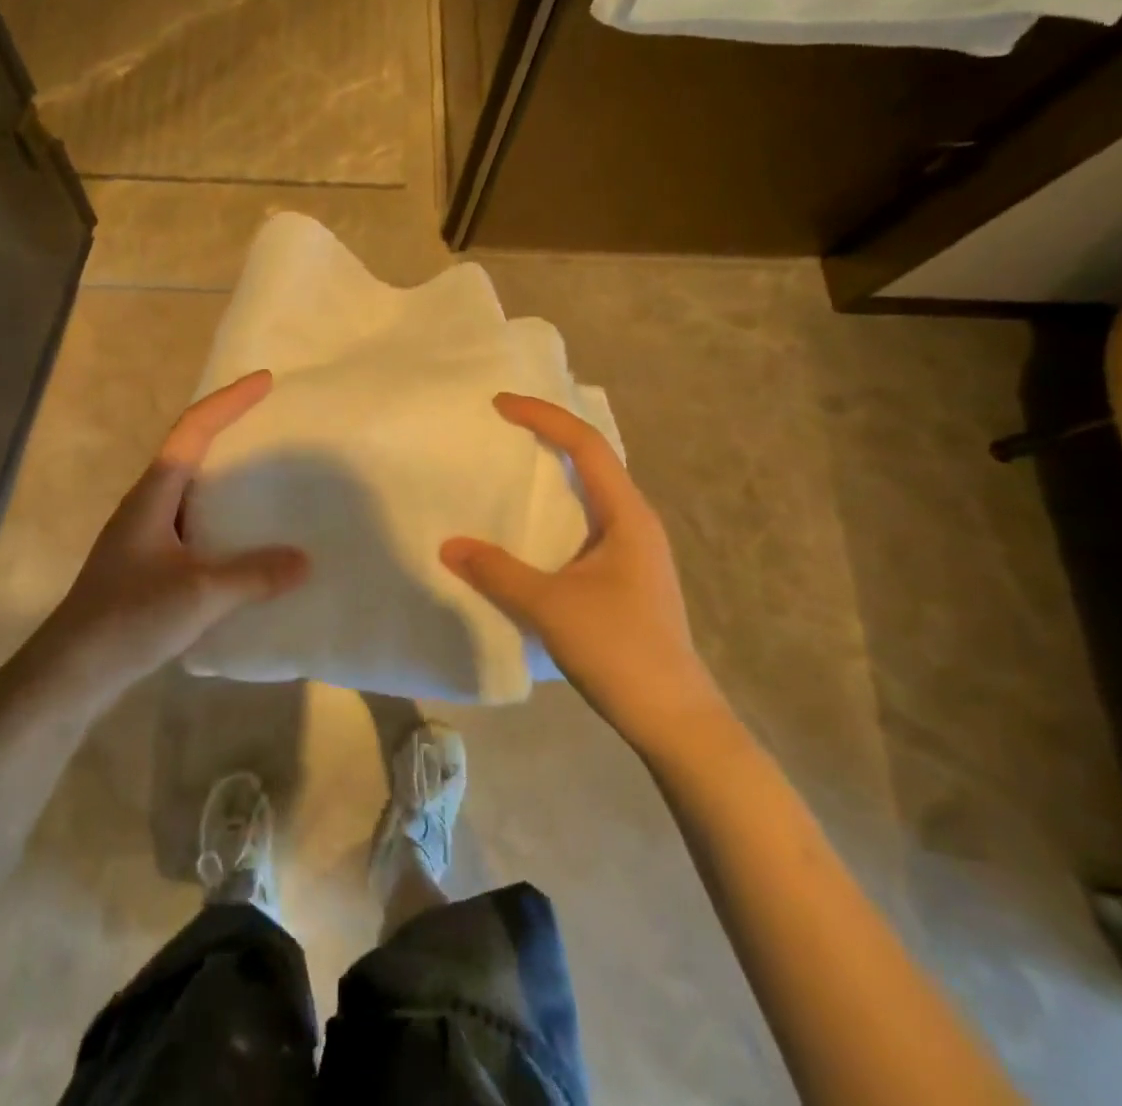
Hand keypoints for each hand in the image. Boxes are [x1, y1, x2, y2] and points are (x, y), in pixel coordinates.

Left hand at [18, 371, 308, 712]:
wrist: (70, 672)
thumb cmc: (129, 618)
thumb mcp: (200, 593)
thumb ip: (254, 574)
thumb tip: (305, 560)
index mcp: (154, 494)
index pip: (194, 430)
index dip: (229, 401)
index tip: (266, 381)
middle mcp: (148, 505)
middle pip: (191, 451)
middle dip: (229, 431)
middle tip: (272, 425)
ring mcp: (145, 536)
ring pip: (192, 491)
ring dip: (226, 478)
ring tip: (269, 480)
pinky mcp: (147, 566)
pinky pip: (193, 526)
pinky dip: (222, 521)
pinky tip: (245, 544)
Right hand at [440, 394, 721, 746]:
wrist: (674, 718)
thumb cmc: (619, 650)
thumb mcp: (550, 607)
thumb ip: (498, 573)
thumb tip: (448, 546)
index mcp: (627, 515)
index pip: (586, 445)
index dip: (544, 417)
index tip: (501, 404)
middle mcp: (635, 522)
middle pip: (593, 459)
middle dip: (549, 434)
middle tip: (503, 426)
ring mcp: (634, 550)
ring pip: (591, 493)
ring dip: (554, 473)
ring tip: (511, 467)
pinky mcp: (625, 576)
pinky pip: (586, 522)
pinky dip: (556, 509)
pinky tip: (530, 528)